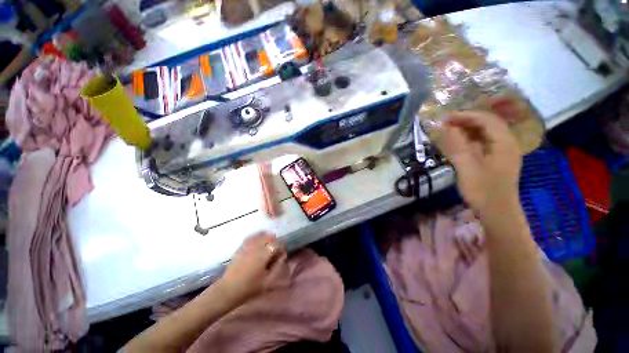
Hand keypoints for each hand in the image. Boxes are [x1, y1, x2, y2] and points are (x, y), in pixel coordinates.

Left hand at [219, 233, 283, 300]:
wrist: (228, 290)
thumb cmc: (249, 288)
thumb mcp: (267, 282)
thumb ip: (277, 268)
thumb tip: (282, 258)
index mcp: (263, 255)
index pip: (276, 245)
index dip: (281, 248)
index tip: (282, 254)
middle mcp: (256, 248)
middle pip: (268, 237)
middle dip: (274, 241)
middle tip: (276, 249)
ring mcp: (247, 247)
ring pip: (259, 235)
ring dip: (266, 237)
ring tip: (269, 242)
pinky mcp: (240, 248)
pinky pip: (250, 238)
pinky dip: (256, 236)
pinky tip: (258, 240)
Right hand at [434, 111, 520, 214]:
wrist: (497, 212)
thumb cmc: (482, 190)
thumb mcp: (467, 166)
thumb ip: (457, 145)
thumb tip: (446, 127)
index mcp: (504, 143)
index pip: (486, 119)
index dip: (465, 116)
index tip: (445, 118)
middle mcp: (507, 143)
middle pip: (487, 123)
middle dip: (466, 120)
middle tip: (445, 123)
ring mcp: (503, 151)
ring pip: (486, 133)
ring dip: (468, 129)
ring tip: (449, 130)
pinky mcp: (497, 159)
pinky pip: (484, 142)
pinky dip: (470, 139)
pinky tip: (459, 143)